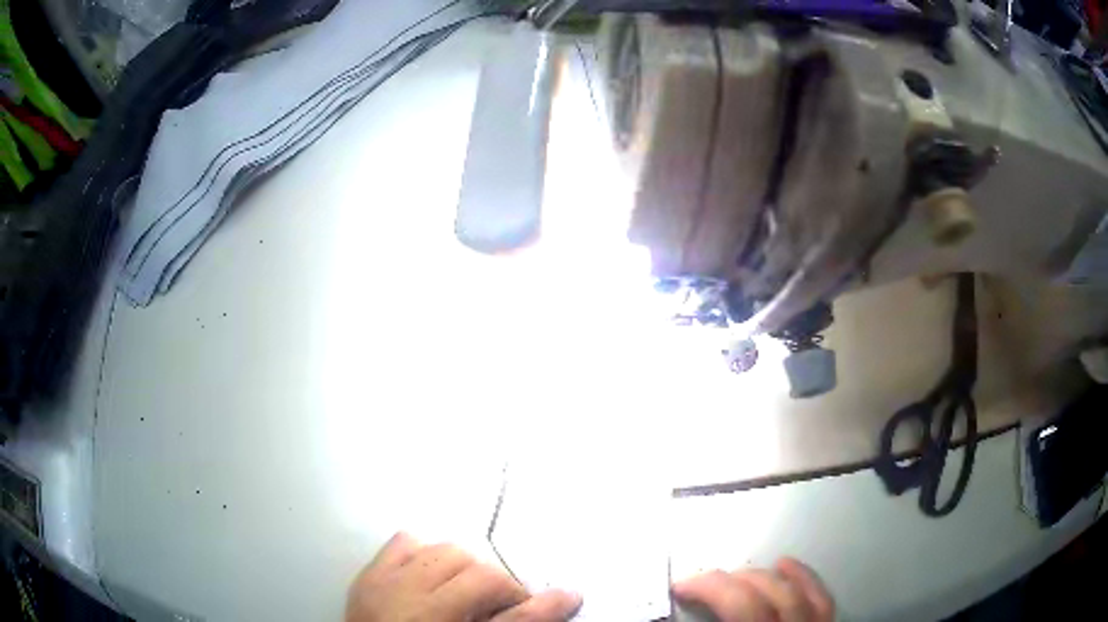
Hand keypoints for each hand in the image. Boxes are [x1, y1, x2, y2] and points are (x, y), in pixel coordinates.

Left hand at [347, 532, 582, 621]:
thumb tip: (567, 596)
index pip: (506, 602)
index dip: (537, 603)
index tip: (557, 602)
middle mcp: (414, 606)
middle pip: (478, 572)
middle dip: (498, 586)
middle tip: (498, 607)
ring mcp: (385, 587)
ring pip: (445, 551)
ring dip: (465, 568)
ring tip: (464, 592)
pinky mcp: (367, 576)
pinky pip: (402, 542)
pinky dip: (424, 552)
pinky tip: (428, 574)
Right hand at [672, 558, 834, 621]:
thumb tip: (672, 617)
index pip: (739, 606)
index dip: (708, 588)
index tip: (679, 585)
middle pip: (765, 595)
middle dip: (730, 582)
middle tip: (703, 583)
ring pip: (795, 593)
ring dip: (763, 577)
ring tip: (739, 572)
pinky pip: (822, 598)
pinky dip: (804, 577)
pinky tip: (786, 564)